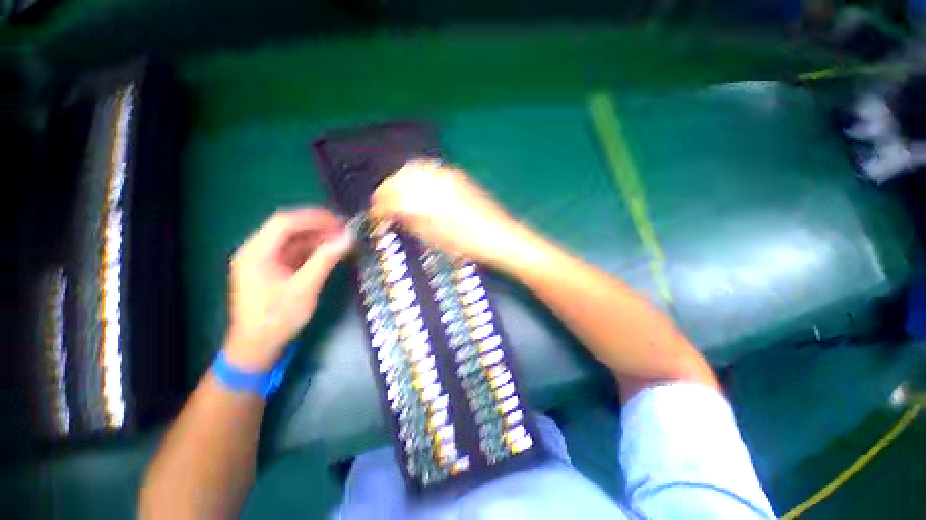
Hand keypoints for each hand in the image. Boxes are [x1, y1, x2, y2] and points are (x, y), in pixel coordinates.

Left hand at [224, 208, 352, 370]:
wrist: (257, 347)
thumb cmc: (278, 318)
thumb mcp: (305, 288)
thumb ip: (326, 259)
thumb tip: (348, 237)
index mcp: (256, 252)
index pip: (285, 222)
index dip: (314, 218)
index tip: (340, 222)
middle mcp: (256, 251)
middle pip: (288, 228)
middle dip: (317, 227)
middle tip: (344, 230)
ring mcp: (264, 260)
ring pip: (293, 240)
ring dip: (317, 238)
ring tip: (341, 240)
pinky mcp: (272, 269)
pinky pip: (294, 252)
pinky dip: (313, 250)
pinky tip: (330, 252)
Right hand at [370, 160, 519, 266]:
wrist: (497, 236)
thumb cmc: (465, 244)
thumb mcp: (432, 238)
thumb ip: (409, 221)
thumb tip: (393, 213)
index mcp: (424, 201)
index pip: (391, 197)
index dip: (379, 206)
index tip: (375, 214)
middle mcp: (432, 182)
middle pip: (399, 177)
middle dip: (387, 190)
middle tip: (384, 204)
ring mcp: (446, 175)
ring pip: (413, 168)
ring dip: (401, 180)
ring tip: (399, 195)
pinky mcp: (457, 175)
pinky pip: (429, 169)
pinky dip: (417, 176)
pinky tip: (418, 188)